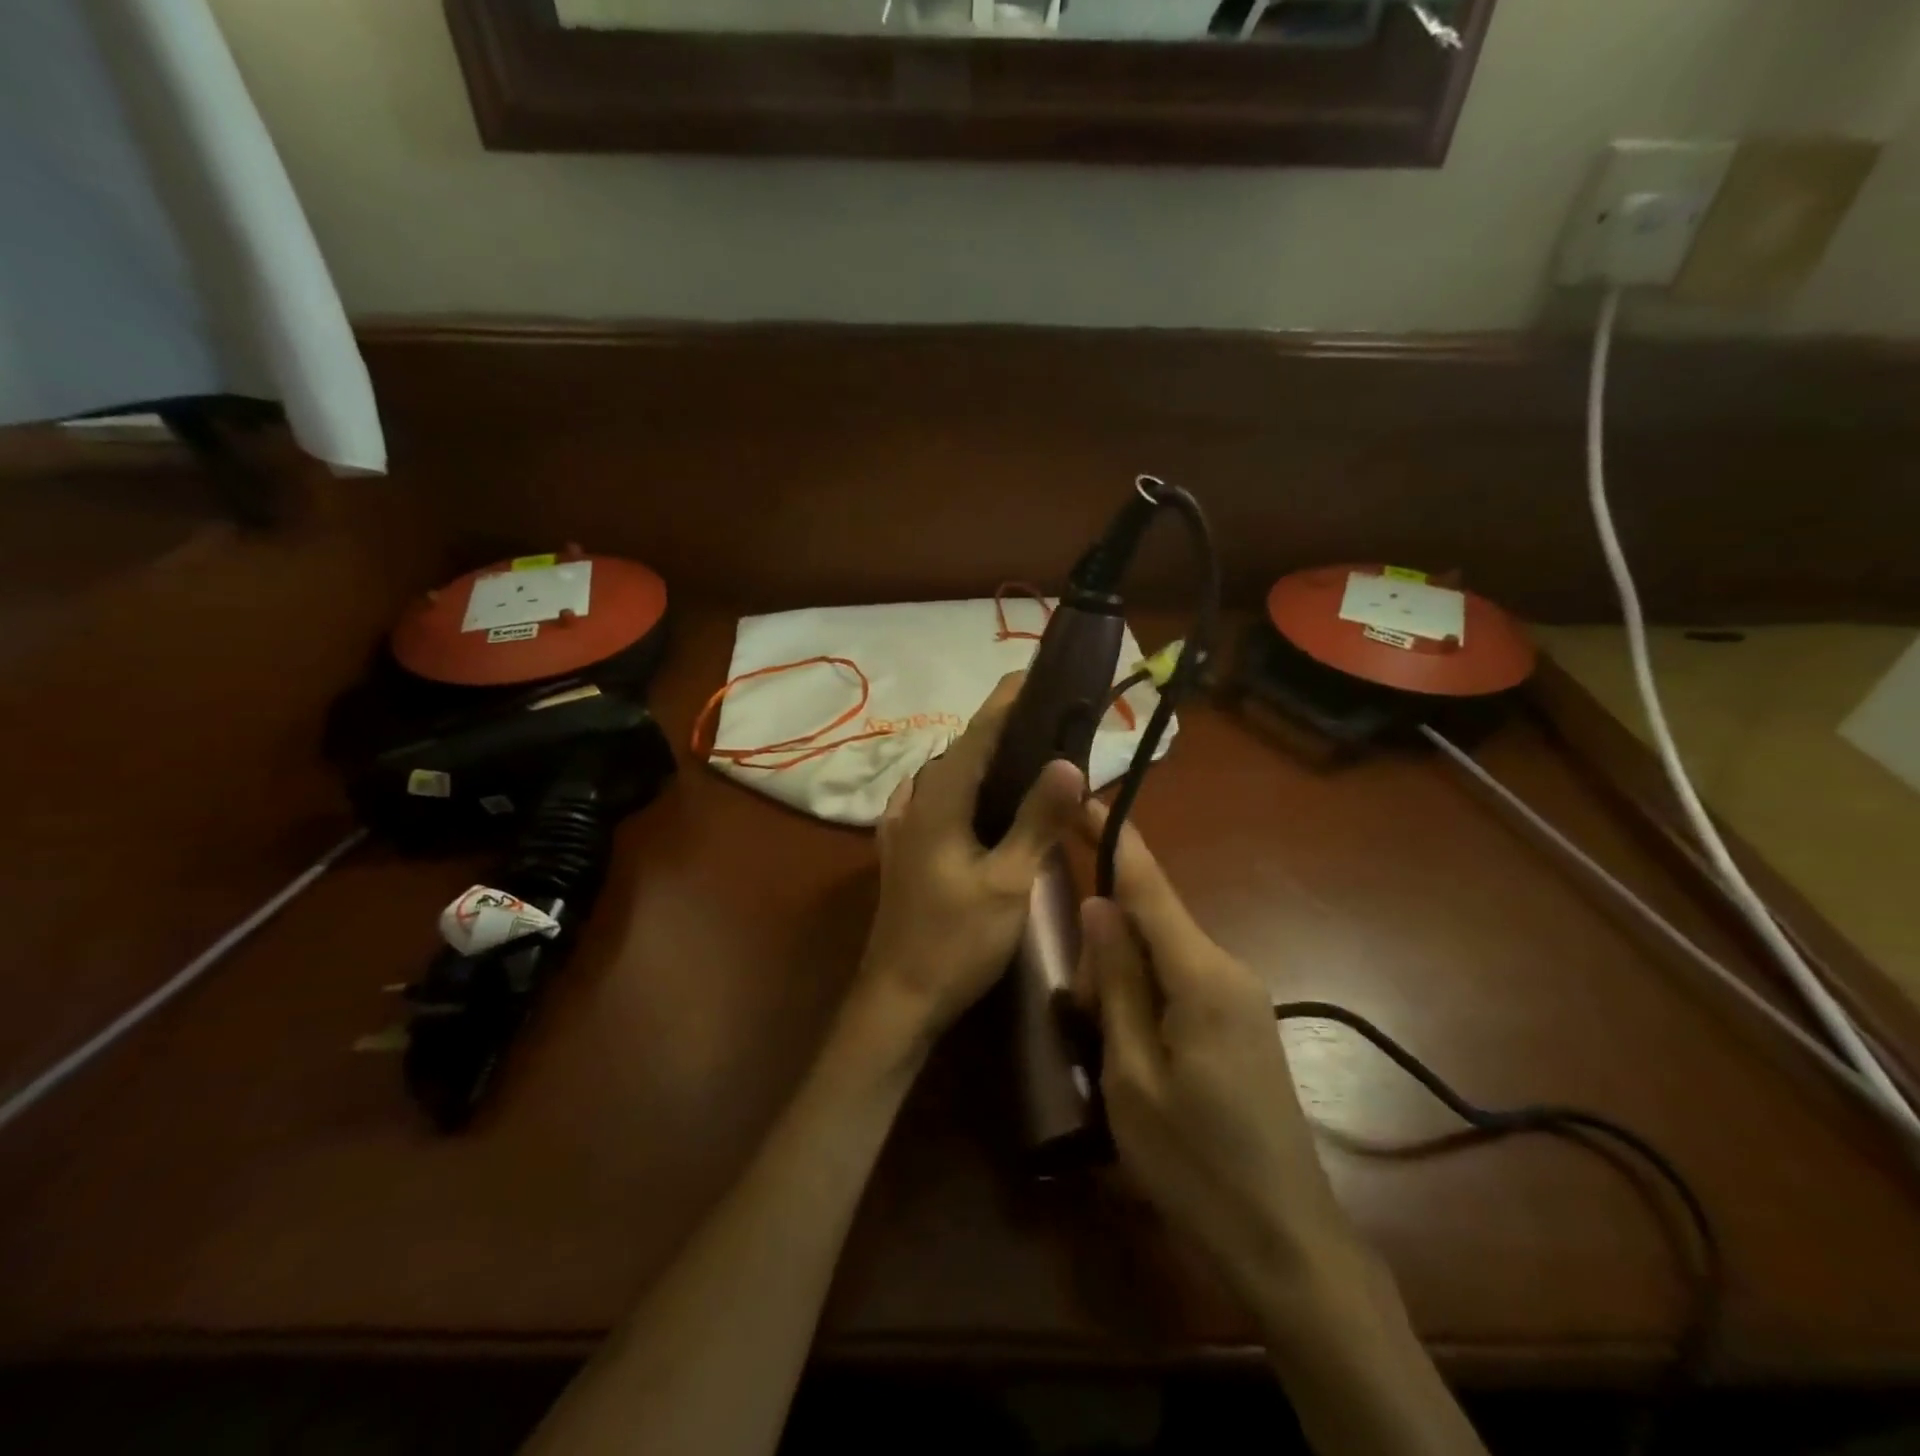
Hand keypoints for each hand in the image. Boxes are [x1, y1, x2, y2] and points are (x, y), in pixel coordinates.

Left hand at [854, 673, 1085, 1053]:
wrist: (898, 999)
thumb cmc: (956, 942)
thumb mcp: (1008, 884)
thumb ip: (1037, 821)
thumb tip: (1069, 762)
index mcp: (938, 803)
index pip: (977, 736)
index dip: (1007, 702)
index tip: (1035, 673)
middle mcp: (914, 804)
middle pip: (960, 752)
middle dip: (999, 728)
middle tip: (1044, 718)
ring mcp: (901, 829)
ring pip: (944, 777)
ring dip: (979, 759)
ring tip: (1020, 755)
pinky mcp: (901, 852)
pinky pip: (931, 802)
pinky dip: (958, 789)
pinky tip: (974, 801)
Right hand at [1074, 801, 1367, 1319]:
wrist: (1285, 1242)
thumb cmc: (1195, 1163)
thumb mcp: (1132, 1074)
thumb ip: (1116, 982)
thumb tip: (1099, 905)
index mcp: (1201, 976)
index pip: (1149, 886)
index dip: (1116, 838)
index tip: (1086, 798)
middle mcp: (1227, 970)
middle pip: (1151, 925)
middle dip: (1106, 948)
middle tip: (1077, 1014)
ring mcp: (1240, 998)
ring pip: (1163, 957)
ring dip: (1122, 982)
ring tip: (1102, 1047)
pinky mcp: (1240, 1025)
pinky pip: (1181, 985)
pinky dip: (1145, 1000)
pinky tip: (1130, 1052)